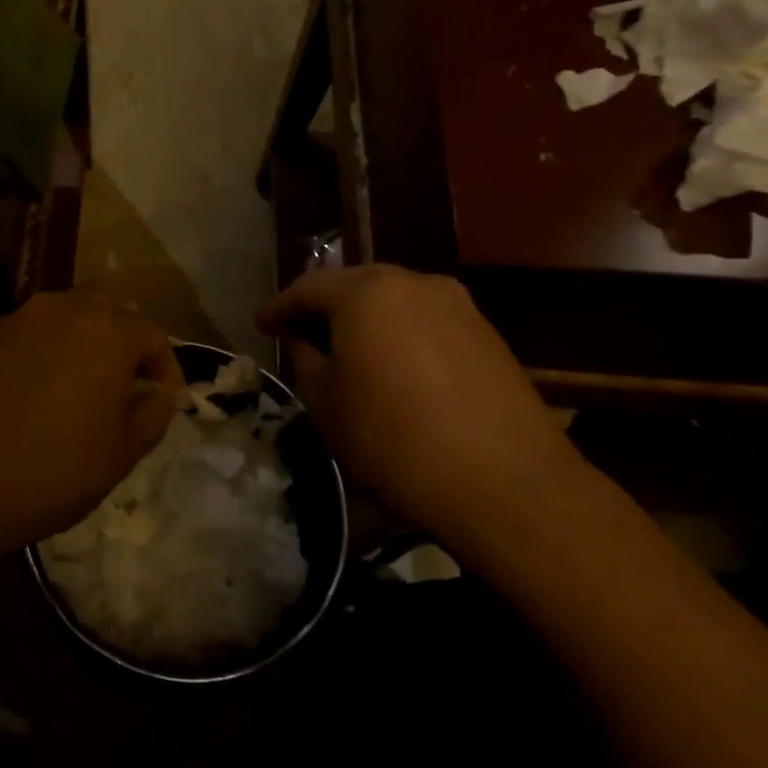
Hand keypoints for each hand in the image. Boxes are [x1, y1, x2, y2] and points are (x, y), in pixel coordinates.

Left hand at [0, 291, 182, 559]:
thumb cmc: (56, 467)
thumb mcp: (124, 450)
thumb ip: (155, 412)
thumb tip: (158, 393)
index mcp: (110, 329)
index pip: (154, 336)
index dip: (166, 370)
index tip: (165, 402)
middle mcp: (67, 308)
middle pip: (112, 316)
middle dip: (127, 348)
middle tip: (128, 390)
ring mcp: (23, 317)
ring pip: (71, 319)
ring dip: (88, 345)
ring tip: (87, 388)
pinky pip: (37, 333)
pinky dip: (52, 352)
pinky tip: (45, 390)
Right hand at [257, 266, 586, 550]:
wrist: (506, 484)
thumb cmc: (395, 440)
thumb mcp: (328, 404)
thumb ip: (306, 359)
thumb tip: (304, 340)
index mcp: (366, 292)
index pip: (309, 287)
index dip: (280, 307)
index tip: (261, 326)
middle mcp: (414, 283)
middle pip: (355, 286)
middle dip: (324, 308)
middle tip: (300, 334)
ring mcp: (458, 306)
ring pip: (395, 302)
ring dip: (365, 321)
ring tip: (346, 351)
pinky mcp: (487, 335)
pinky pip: (426, 322)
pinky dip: (400, 336)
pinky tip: (393, 367)